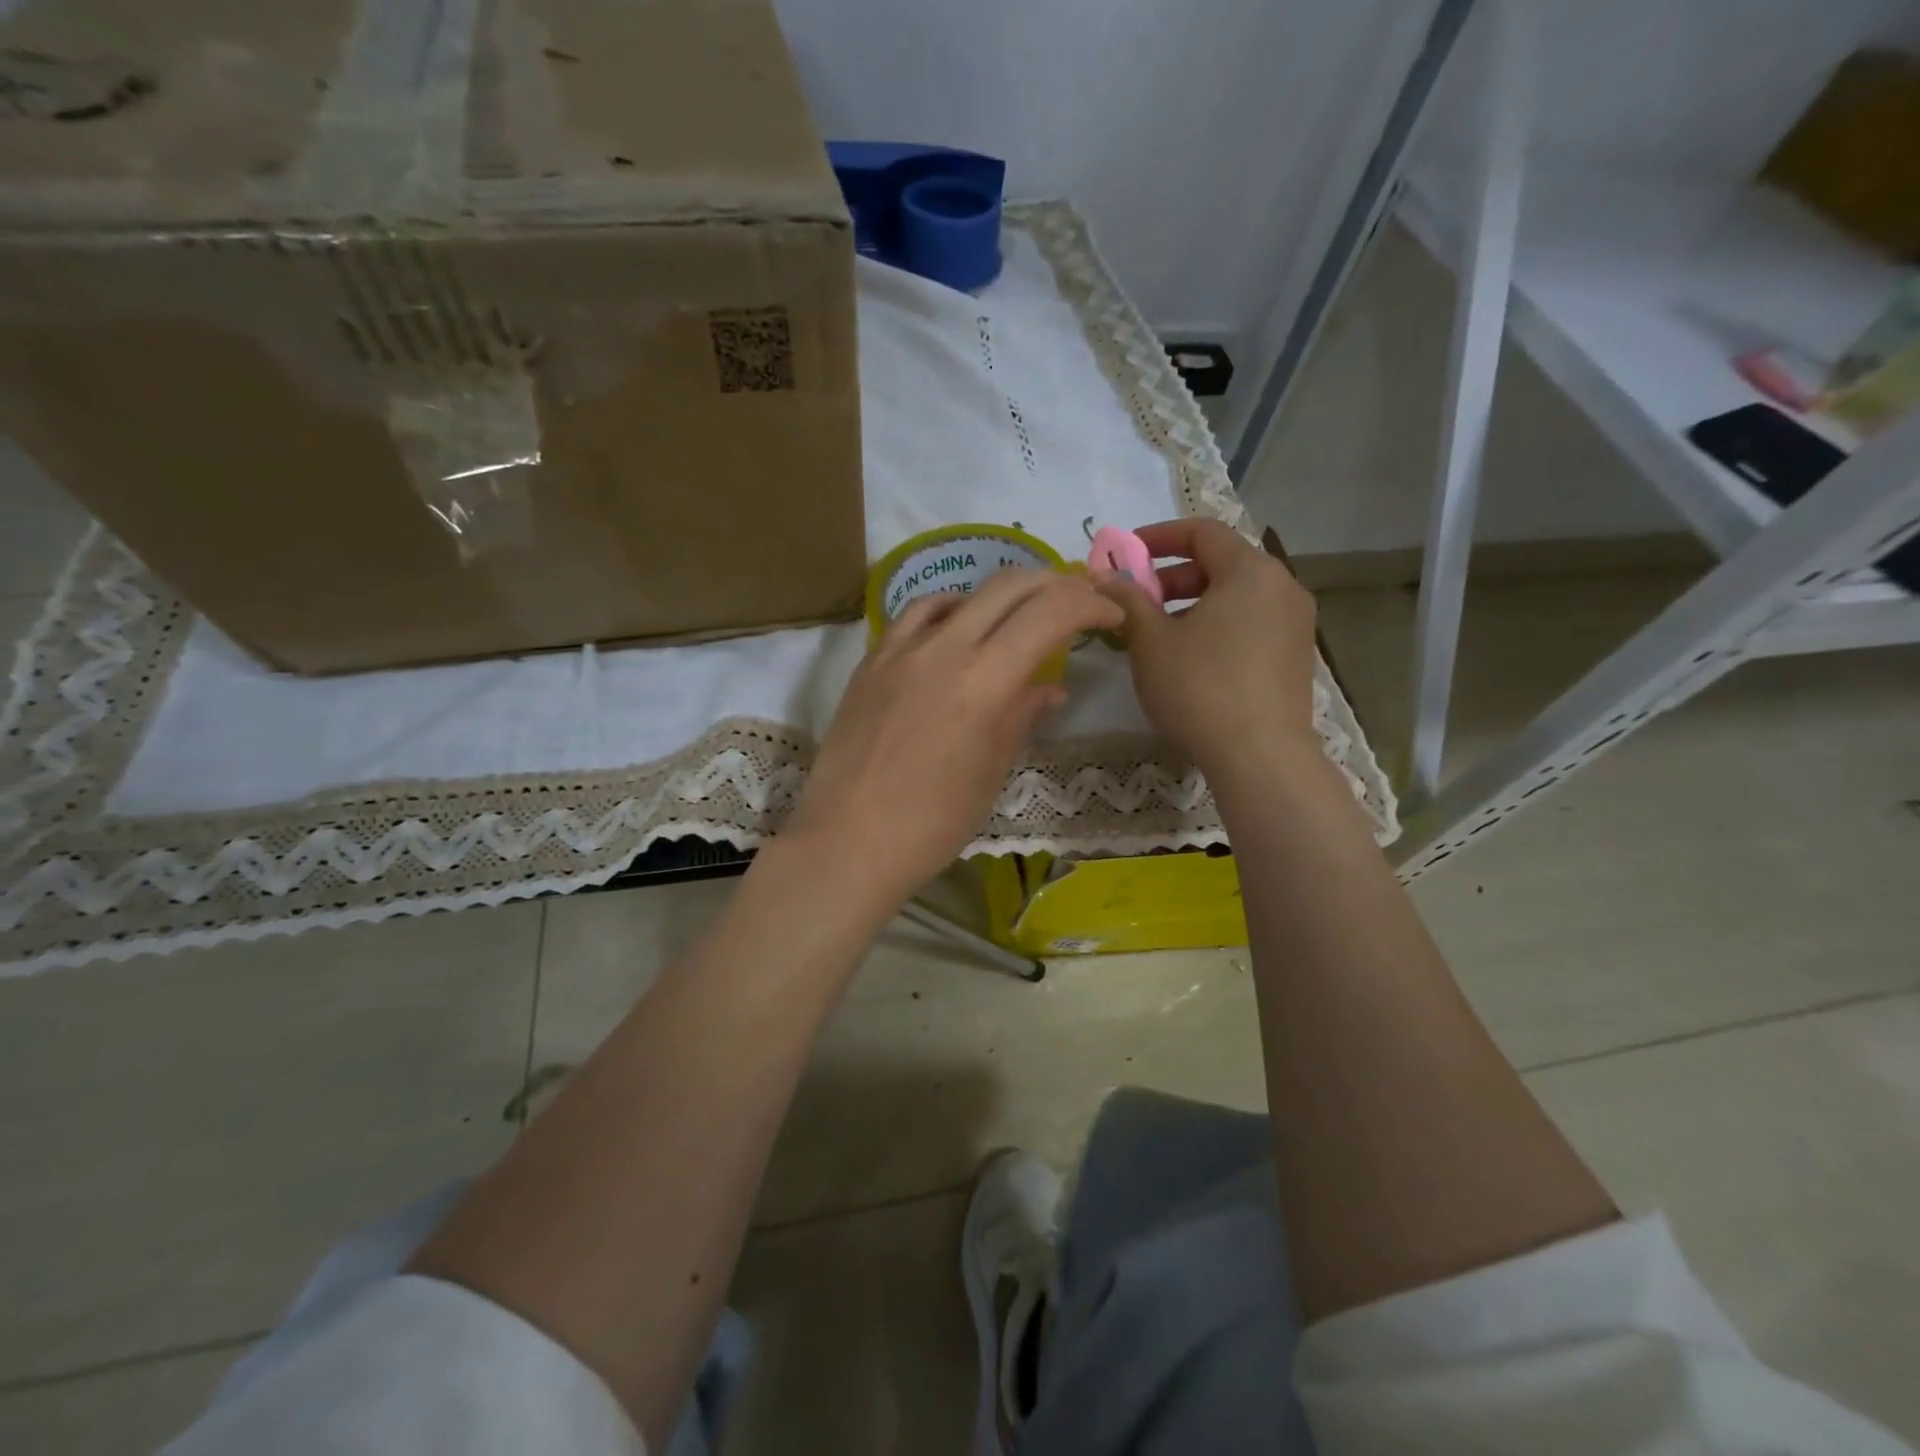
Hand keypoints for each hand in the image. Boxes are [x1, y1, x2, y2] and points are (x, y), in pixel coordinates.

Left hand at [783, 569, 1122, 908]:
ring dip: (1004, 593)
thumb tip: (1049, 689)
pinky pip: (917, 616)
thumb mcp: (990, 772)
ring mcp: (900, 650)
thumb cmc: (931, 824)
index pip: (1049, 615)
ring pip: (962, 594)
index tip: (1110, 615)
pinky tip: (959, 628)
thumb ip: (1020, 717)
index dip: (1088, 604)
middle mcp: (943, 650)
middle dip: (1055, 584)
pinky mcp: (871, 662)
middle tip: (1080, 600)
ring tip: (1024, 612)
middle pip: (1009, 587)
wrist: (847, 841)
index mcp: (983, 682)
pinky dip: (950, 609)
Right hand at [1094, 518, 1319, 777]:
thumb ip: (1127, 601)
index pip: (1202, 532)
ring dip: (1194, 603)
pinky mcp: (1296, 656)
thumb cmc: (1199, 688)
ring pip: (1237, 596)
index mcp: (1250, 571)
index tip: (1126, 554)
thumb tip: (1104, 578)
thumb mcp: (1150, 642)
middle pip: (1222, 563)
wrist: (1260, 756)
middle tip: (1138, 600)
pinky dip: (1219, 625)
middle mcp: (1282, 586)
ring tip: (1159, 633)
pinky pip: (1252, 623)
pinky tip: (1192, 659)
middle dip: (1173, 576)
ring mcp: (1295, 623)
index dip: (1158, 536)